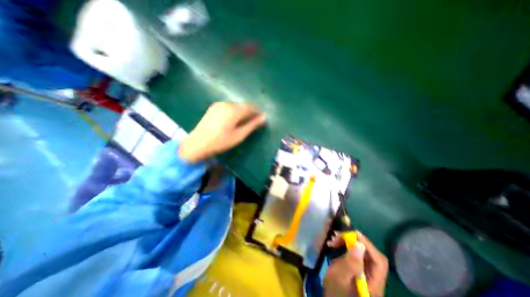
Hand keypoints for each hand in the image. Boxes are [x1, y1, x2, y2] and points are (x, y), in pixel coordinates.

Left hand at [181, 102, 266, 162]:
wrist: (197, 143)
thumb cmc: (220, 141)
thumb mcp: (239, 135)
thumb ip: (252, 125)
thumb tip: (264, 118)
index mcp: (234, 110)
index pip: (251, 107)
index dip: (258, 112)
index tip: (262, 119)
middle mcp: (227, 104)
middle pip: (243, 105)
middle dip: (250, 112)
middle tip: (254, 122)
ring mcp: (219, 104)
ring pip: (236, 106)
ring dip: (242, 112)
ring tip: (245, 122)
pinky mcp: (214, 107)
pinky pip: (229, 107)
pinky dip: (235, 112)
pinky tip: (234, 120)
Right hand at [323, 232, 388, 296]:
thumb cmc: (335, 292)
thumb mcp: (340, 278)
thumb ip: (350, 263)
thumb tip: (359, 244)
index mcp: (374, 284)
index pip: (379, 261)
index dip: (367, 244)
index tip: (352, 234)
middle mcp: (374, 278)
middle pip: (370, 254)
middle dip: (354, 241)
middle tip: (337, 236)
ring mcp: (366, 273)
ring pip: (362, 252)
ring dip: (348, 242)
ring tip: (333, 240)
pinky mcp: (358, 269)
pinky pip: (355, 253)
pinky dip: (345, 246)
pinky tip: (335, 245)